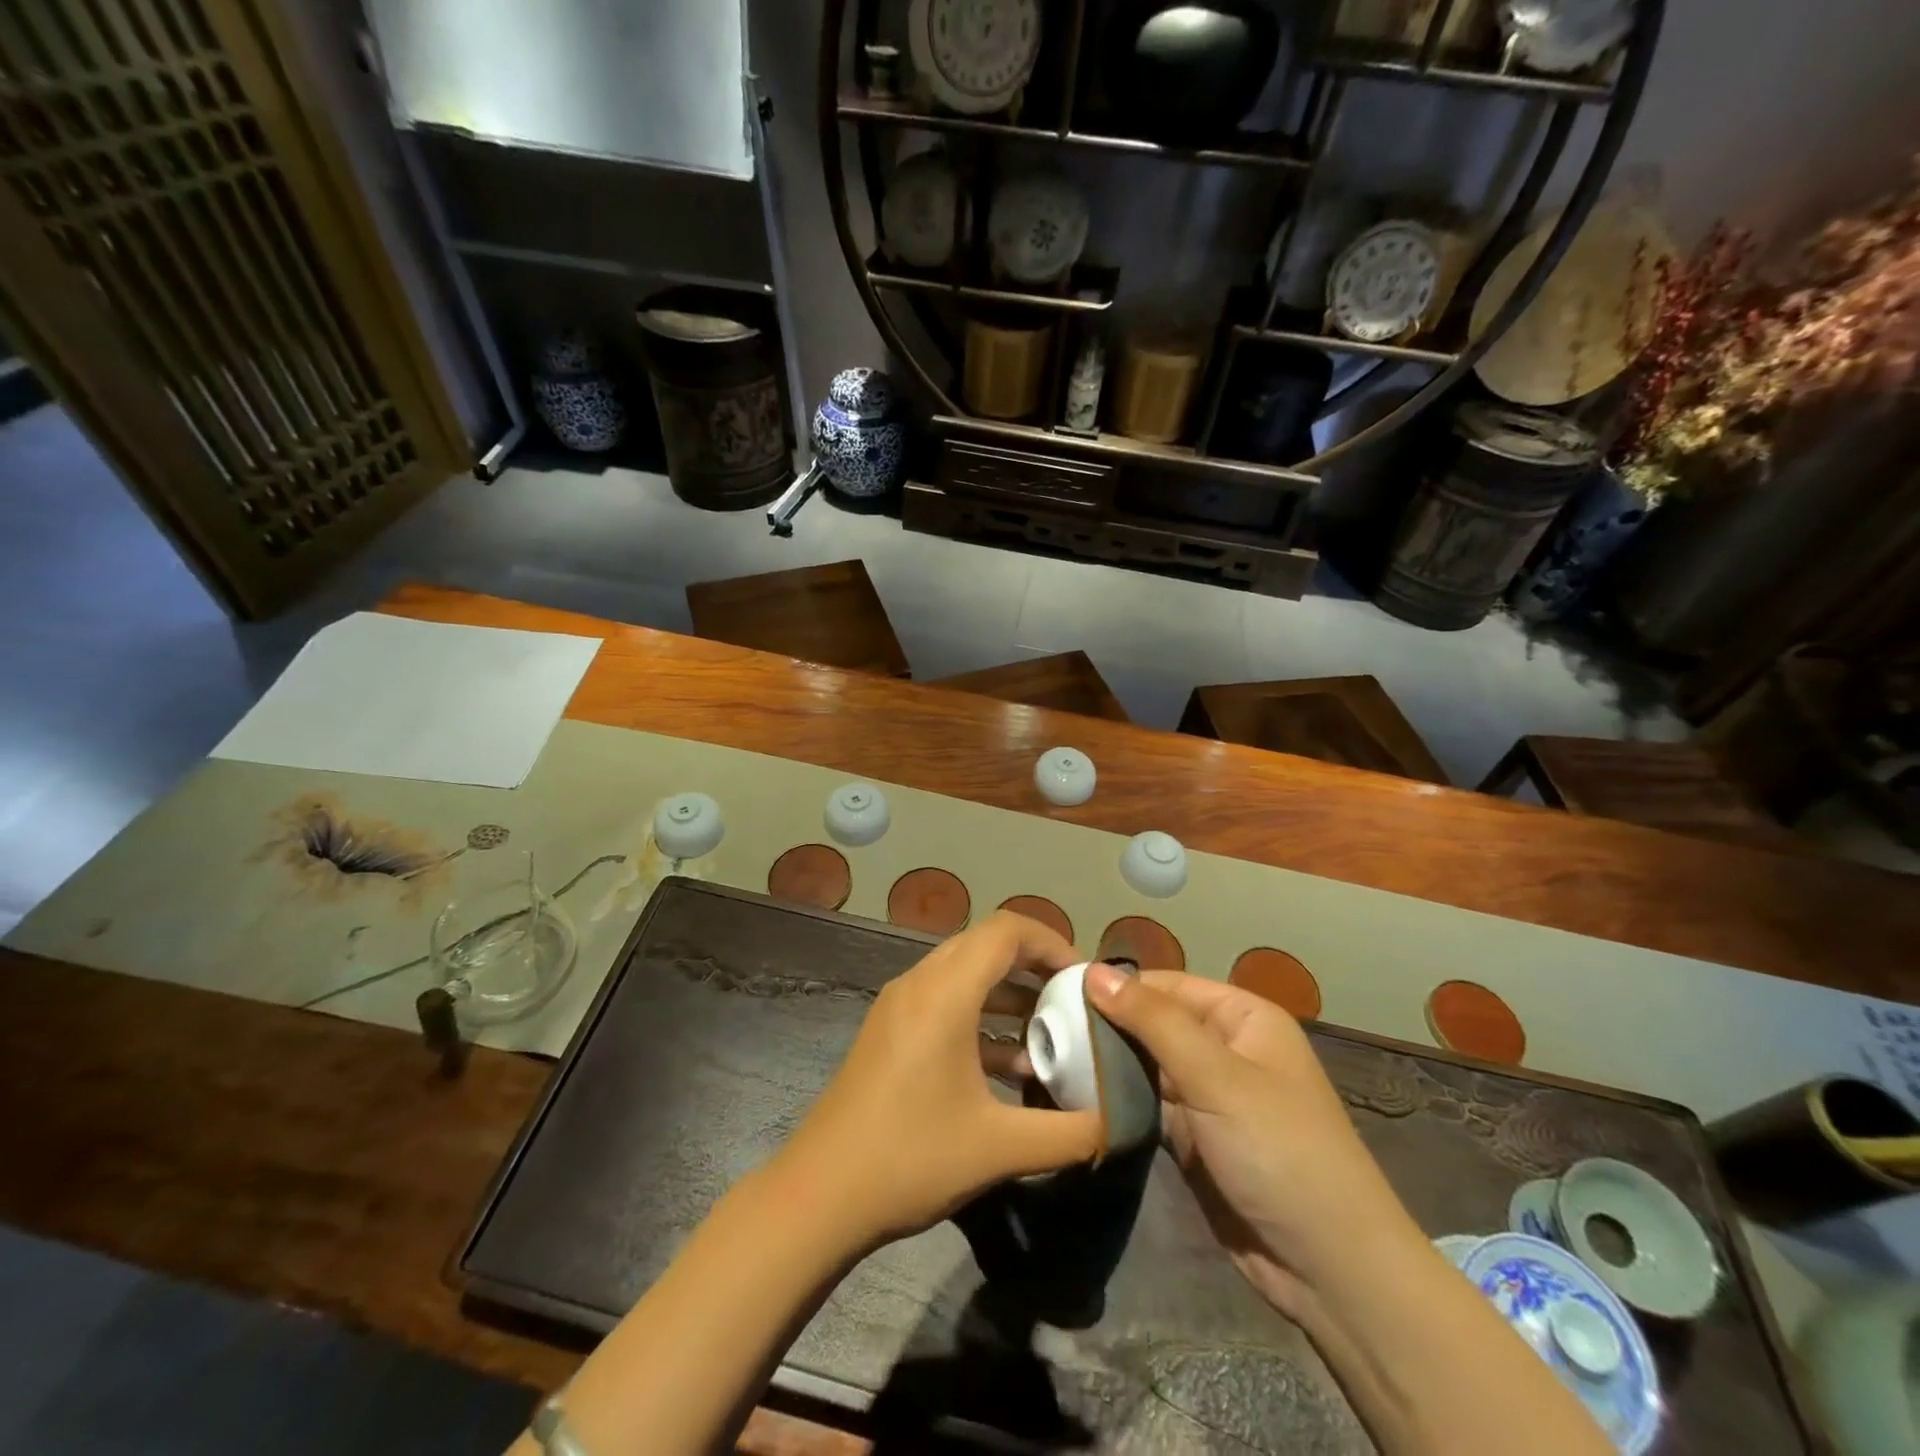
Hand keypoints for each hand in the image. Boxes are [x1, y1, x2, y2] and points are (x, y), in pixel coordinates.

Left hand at [773, 912, 1104, 1251]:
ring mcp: (899, 1006)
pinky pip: (944, 1002)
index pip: (1006, 930)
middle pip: (985, 945)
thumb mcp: (1000, 1148)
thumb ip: (1070, 1133)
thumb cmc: (910, 1158)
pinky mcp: (889, 1031)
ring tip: (1049, 1034)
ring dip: (1007, 994)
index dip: (1051, 942)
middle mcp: (919, 984)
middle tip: (1071, 1001)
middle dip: (1033, 966)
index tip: (1083, 979)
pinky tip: (1009, 1066)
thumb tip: (1122, 1122)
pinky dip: (981, 1018)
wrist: (819, 1195)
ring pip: (964, 974)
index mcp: (944, 993)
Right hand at [1084, 966, 1411, 1317]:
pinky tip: (1076, 1095)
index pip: (1167, 985)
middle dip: (1107, 1026)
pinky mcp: (1194, 1138)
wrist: (1329, 1269)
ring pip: (1147, 1065)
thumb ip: (1153, 1020)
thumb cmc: (1279, 1150)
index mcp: (1242, 1018)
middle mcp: (1225, 1048)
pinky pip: (1149, 1105)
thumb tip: (1093, 970)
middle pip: (1154, 1023)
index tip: (1058, 993)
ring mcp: (1209, 1096)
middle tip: (1045, 1029)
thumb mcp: (1216, 1076)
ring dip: (1108, 1064)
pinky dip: (1118, 1100)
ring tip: (1050, 1057)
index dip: (1118, 986)